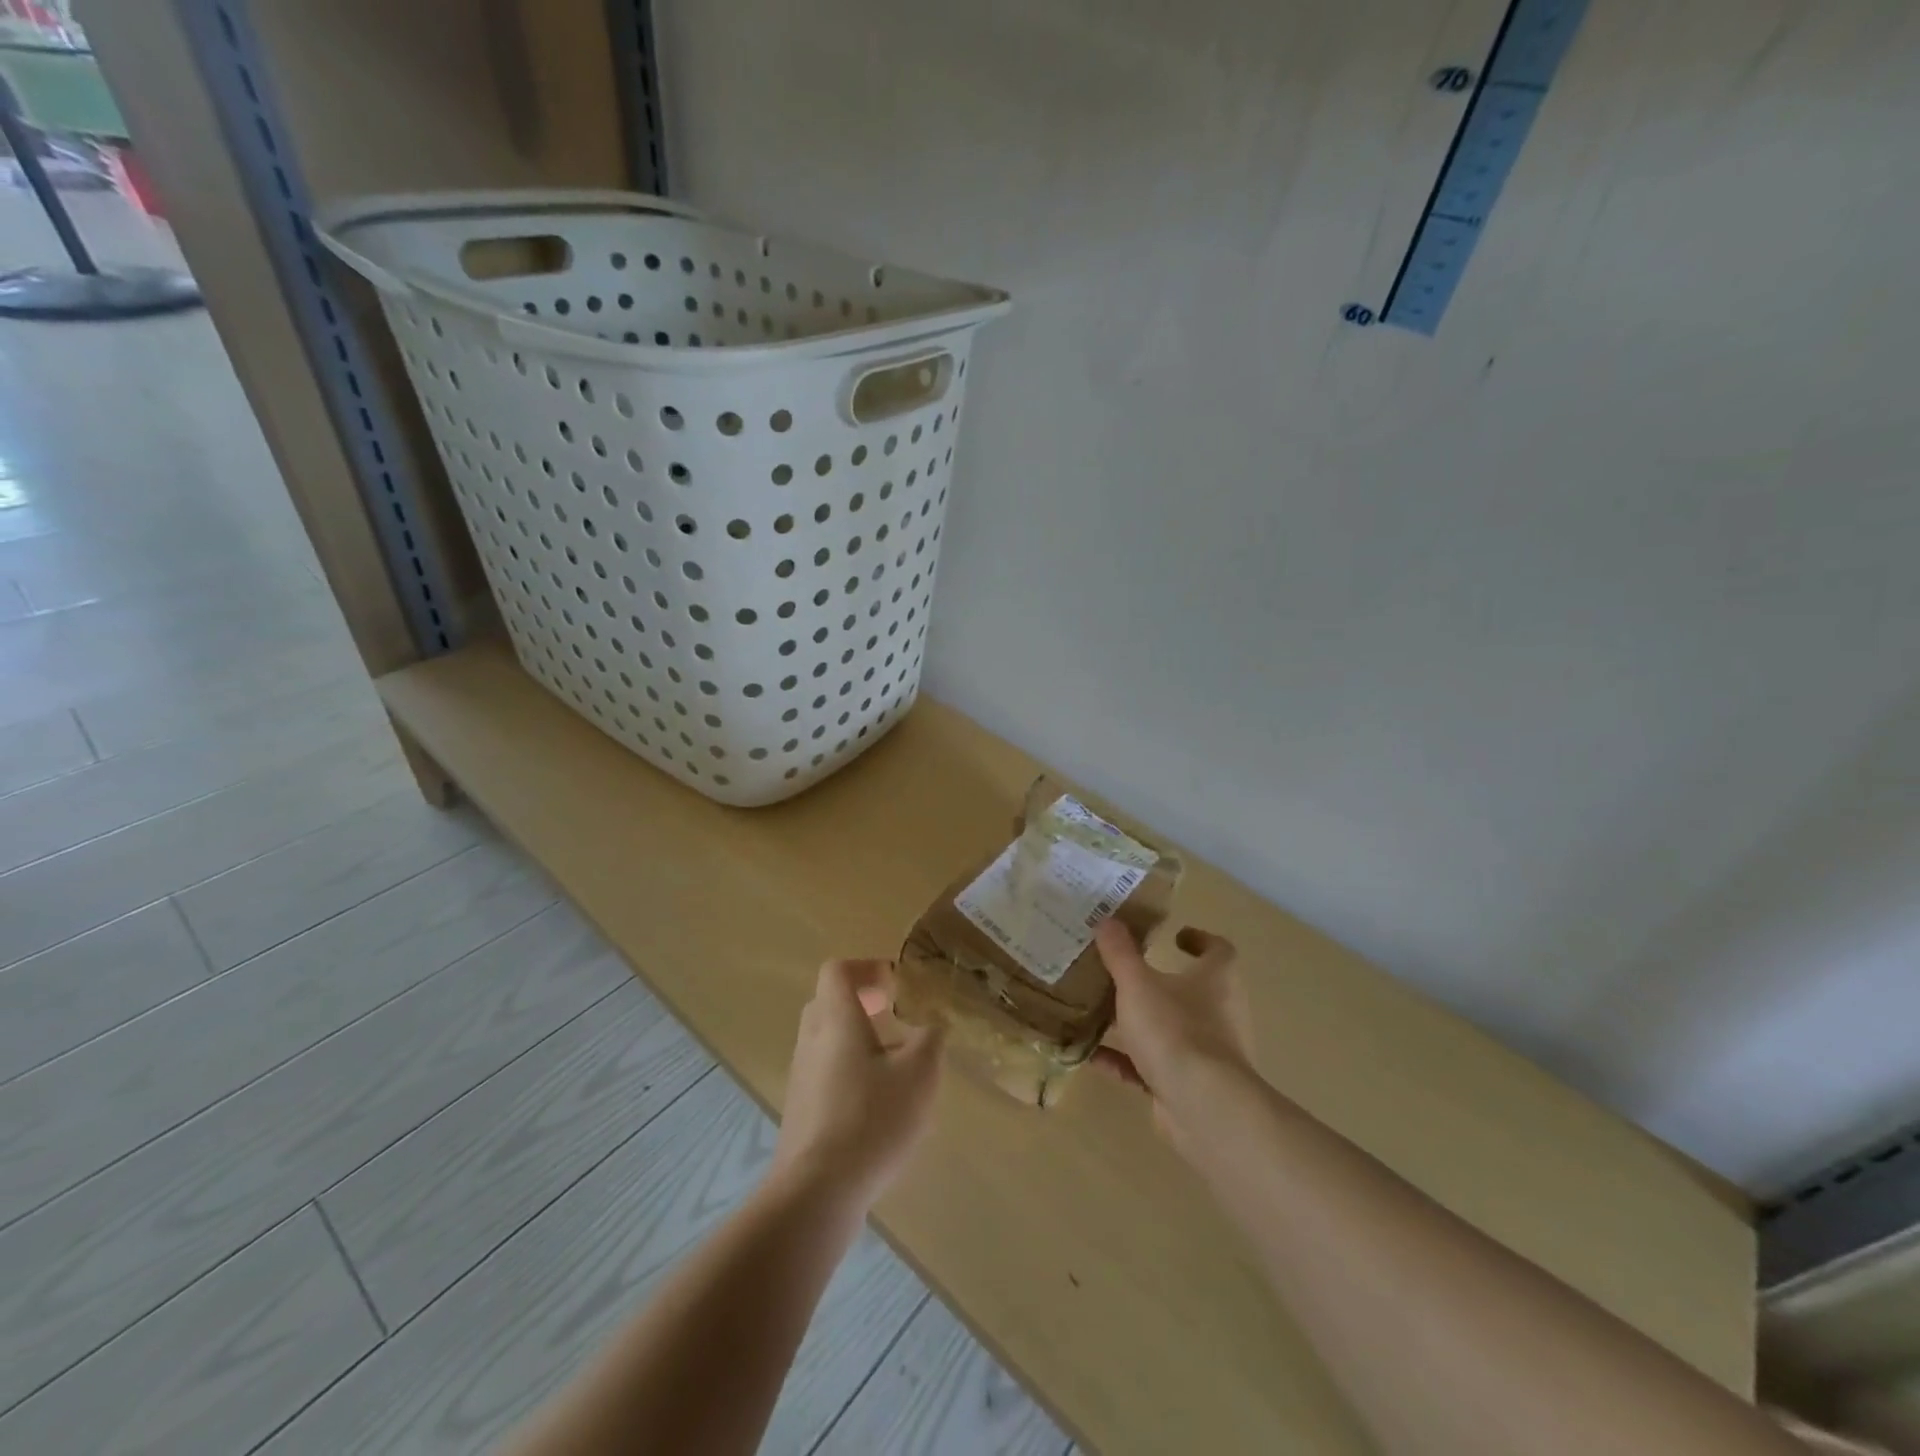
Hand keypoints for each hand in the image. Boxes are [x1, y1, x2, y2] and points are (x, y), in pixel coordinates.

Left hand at [771, 959, 943, 1215]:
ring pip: (826, 1038)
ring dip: (856, 1037)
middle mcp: (812, 1040)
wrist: (816, 1191)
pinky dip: (848, 1069)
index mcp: (837, 1020)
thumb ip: (931, 1040)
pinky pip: (823, 1070)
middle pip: (828, 1002)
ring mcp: (801, 1076)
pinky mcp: (800, 1108)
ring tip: (892, 1063)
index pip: (837, 971)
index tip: (895, 985)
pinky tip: (876, 1102)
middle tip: (894, 1015)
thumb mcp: (920, 1075)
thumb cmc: (872, 1119)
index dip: (866, 968)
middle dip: (861, 1001)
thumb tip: (933, 1023)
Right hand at [1093, 921, 1251, 1148]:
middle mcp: (1220, 1013)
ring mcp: (1207, 1054)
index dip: (1199, 940)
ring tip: (1101, 1012)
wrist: (1202, 1108)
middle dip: (1159, 982)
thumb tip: (1107, 919)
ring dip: (1139, 1023)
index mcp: (1217, 980)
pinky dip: (1125, 1060)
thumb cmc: (1175, 1030)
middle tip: (1124, 972)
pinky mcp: (1188, 1086)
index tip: (1174, 936)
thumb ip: (1120, 952)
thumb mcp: (1137, 983)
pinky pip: (1152, 1066)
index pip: (1219, 950)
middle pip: (1192, 991)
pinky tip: (1092, 1055)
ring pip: (1170, 1030)